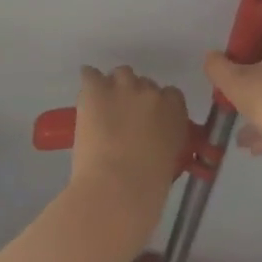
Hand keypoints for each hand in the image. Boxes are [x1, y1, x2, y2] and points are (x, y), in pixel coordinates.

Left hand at [69, 66, 187, 238]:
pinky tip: (86, 98)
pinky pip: (90, 74)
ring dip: (114, 87)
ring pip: (120, 74)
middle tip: (124, 120)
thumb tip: (153, 143)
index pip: (171, 95)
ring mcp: (123, 87)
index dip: (158, 106)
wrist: (117, 188)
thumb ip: (165, 143)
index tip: (150, 120)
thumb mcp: (170, 161)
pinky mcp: (96, 90)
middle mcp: (151, 92)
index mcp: (175, 111)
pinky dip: (88, 82)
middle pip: (144, 83)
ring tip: (104, 108)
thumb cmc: (149, 187)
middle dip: (135, 98)